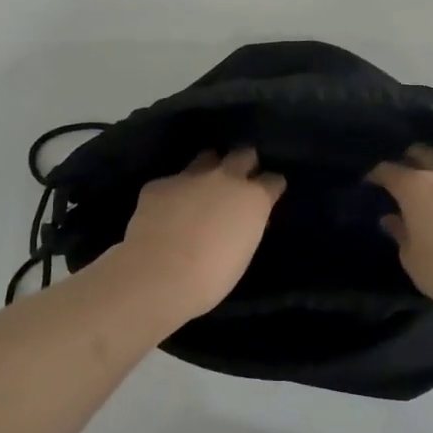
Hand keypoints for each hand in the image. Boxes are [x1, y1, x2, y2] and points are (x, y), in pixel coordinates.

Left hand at [110, 149, 284, 324]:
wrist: (160, 274)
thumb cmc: (212, 277)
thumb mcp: (243, 253)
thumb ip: (245, 227)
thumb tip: (240, 222)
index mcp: (253, 198)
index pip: (273, 180)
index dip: (271, 187)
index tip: (268, 195)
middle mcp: (225, 178)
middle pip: (243, 155)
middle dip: (245, 164)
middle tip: (240, 180)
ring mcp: (190, 176)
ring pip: (206, 158)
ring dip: (209, 169)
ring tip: (202, 187)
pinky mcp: (159, 184)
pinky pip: (171, 183)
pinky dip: (173, 194)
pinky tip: (165, 212)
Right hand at [368, 145, 432, 320]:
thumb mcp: (414, 260)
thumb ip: (401, 235)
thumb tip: (393, 218)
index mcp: (416, 188)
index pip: (389, 169)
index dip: (376, 174)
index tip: (369, 183)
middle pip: (421, 153)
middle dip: (407, 160)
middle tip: (399, 179)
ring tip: (428, 198)